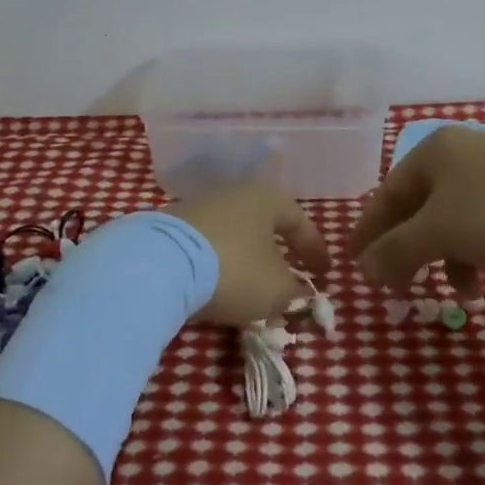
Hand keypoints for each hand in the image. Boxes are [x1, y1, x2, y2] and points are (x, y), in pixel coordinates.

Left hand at [167, 181, 331, 326]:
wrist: (160, 264)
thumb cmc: (235, 269)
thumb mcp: (276, 289)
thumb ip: (294, 290)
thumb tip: (297, 291)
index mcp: (266, 197)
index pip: (299, 221)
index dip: (314, 249)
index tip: (324, 273)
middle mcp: (234, 192)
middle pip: (264, 223)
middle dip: (278, 252)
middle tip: (289, 276)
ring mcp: (199, 206)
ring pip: (234, 233)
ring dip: (247, 258)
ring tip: (252, 286)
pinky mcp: (171, 225)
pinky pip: (208, 244)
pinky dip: (220, 262)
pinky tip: (218, 284)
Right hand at [350, 125, 484, 293]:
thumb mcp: (438, 233)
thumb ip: (396, 250)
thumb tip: (363, 268)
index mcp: (432, 152)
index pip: (387, 194)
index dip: (369, 230)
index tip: (354, 261)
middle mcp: (460, 154)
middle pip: (420, 208)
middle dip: (412, 251)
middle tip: (401, 286)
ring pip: (456, 218)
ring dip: (451, 258)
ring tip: (462, 294)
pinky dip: (481, 249)